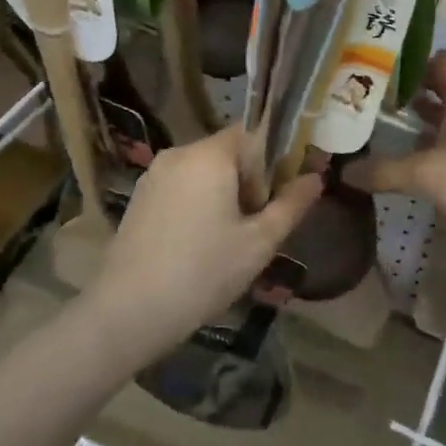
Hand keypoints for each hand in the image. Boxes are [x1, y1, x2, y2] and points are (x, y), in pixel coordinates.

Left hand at [89, 126, 322, 356]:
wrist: (129, 312)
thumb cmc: (204, 272)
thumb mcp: (260, 242)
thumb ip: (292, 204)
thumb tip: (316, 177)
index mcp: (210, 155)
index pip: (253, 133)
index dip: (274, 160)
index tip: (280, 197)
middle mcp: (178, 154)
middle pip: (228, 152)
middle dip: (250, 181)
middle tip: (258, 226)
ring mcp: (153, 176)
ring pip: (204, 172)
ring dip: (224, 194)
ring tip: (230, 240)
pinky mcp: (139, 199)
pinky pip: (181, 187)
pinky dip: (198, 204)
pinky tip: (200, 245)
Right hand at [349, 52, 445, 239]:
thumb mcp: (424, 173)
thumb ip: (384, 170)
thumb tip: (344, 171)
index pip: (441, 63)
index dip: (413, 62)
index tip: (382, 69)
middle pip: (445, 93)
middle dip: (413, 96)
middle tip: (376, 102)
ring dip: (426, 126)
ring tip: (390, 133)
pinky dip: (439, 152)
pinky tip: (418, 167)